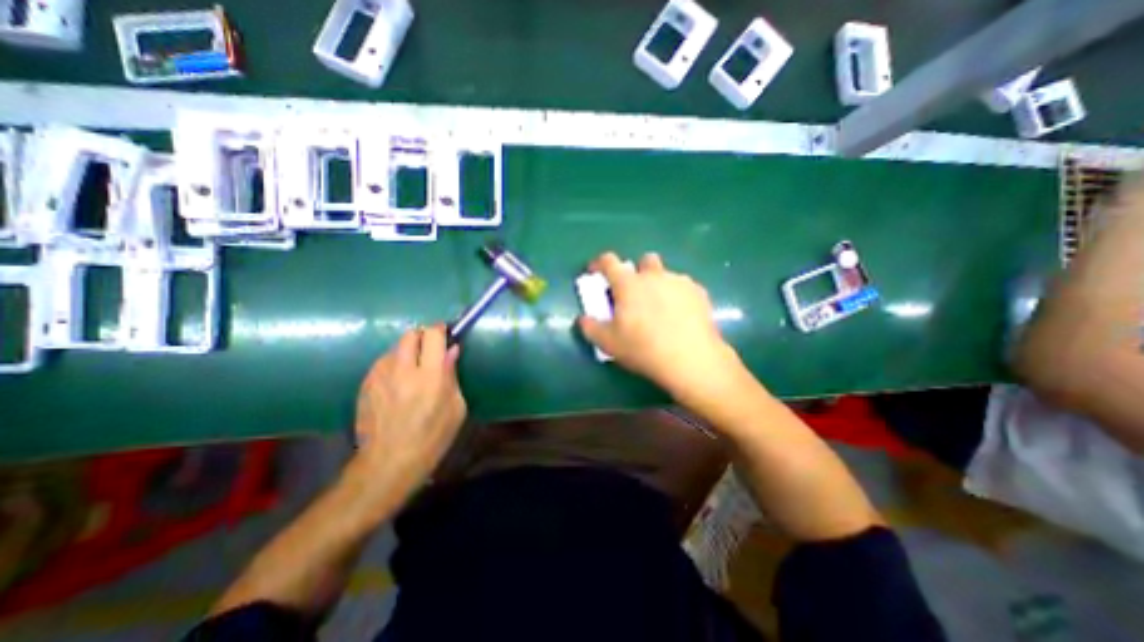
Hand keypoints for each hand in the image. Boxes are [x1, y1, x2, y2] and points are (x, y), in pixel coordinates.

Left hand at [354, 325, 467, 495]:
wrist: (388, 463)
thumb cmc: (432, 437)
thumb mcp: (456, 408)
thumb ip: (452, 375)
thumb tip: (451, 351)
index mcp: (430, 376)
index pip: (432, 335)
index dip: (440, 329)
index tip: (445, 333)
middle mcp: (403, 370)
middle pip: (410, 334)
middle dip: (422, 336)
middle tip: (430, 351)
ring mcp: (379, 376)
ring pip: (395, 348)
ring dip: (407, 352)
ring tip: (413, 371)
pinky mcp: (365, 385)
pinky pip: (382, 363)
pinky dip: (393, 365)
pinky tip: (397, 384)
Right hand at [576, 252, 746, 403]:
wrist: (691, 359)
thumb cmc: (643, 348)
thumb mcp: (608, 343)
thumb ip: (590, 327)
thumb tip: (582, 319)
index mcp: (628, 283)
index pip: (609, 261)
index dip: (599, 263)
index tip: (595, 271)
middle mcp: (654, 275)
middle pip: (644, 260)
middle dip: (637, 272)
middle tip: (635, 294)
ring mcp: (679, 282)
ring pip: (665, 274)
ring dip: (658, 284)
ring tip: (660, 309)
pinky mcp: (699, 292)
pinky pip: (683, 287)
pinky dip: (677, 296)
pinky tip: (680, 316)